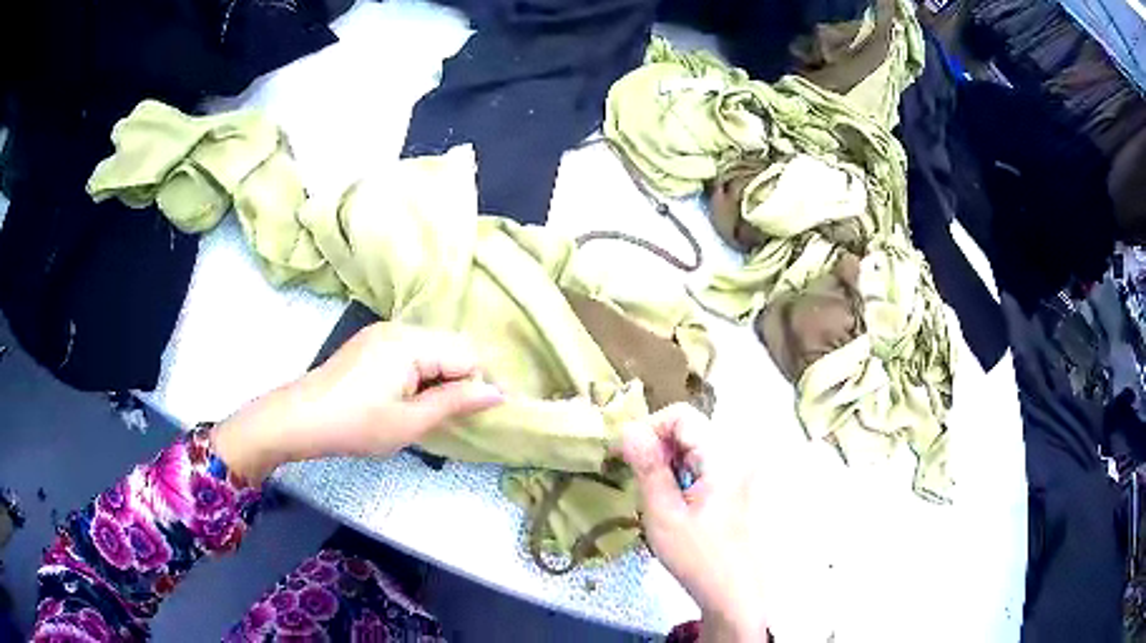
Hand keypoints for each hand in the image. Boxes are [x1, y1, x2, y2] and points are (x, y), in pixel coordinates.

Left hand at [213, 322, 504, 483]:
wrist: (301, 418)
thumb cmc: (356, 425)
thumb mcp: (410, 422)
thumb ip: (456, 402)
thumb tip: (497, 393)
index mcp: (411, 343)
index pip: (467, 354)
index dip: (479, 384)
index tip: (480, 415)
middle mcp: (400, 328)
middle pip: (451, 346)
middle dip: (462, 378)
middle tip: (453, 415)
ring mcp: (383, 332)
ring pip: (433, 347)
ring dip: (442, 375)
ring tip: (430, 409)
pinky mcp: (372, 341)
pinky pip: (412, 349)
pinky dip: (422, 371)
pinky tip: (409, 396)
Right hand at [621, 404, 768, 641]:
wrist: (734, 590)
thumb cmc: (697, 556)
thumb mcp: (664, 514)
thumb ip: (648, 468)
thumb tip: (628, 429)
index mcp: (723, 456)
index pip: (681, 415)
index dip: (648, 428)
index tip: (623, 455)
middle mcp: (736, 453)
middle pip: (689, 427)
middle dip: (656, 445)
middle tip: (635, 478)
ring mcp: (739, 468)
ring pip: (694, 444)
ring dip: (667, 459)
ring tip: (654, 493)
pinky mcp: (736, 482)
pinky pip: (704, 461)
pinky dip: (682, 471)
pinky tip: (674, 499)